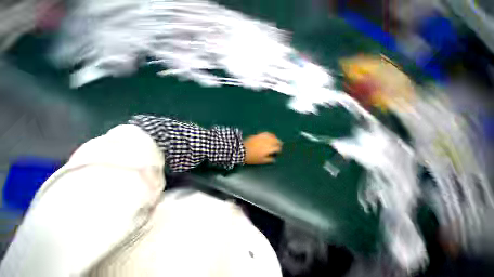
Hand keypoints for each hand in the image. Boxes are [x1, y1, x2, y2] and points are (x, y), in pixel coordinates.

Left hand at [244, 132, 281, 163]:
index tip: (278, 152)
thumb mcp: (261, 161)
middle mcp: (267, 142)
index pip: (277, 148)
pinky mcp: (259, 135)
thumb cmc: (252, 157)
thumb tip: (274, 159)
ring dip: (275, 138)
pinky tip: (270, 136)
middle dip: (279, 143)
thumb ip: (269, 160)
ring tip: (276, 140)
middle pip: (276, 141)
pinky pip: (266, 133)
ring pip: (272, 136)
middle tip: (280, 145)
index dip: (279, 150)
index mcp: (269, 149)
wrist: (242, 150)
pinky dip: (270, 134)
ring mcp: (263, 137)